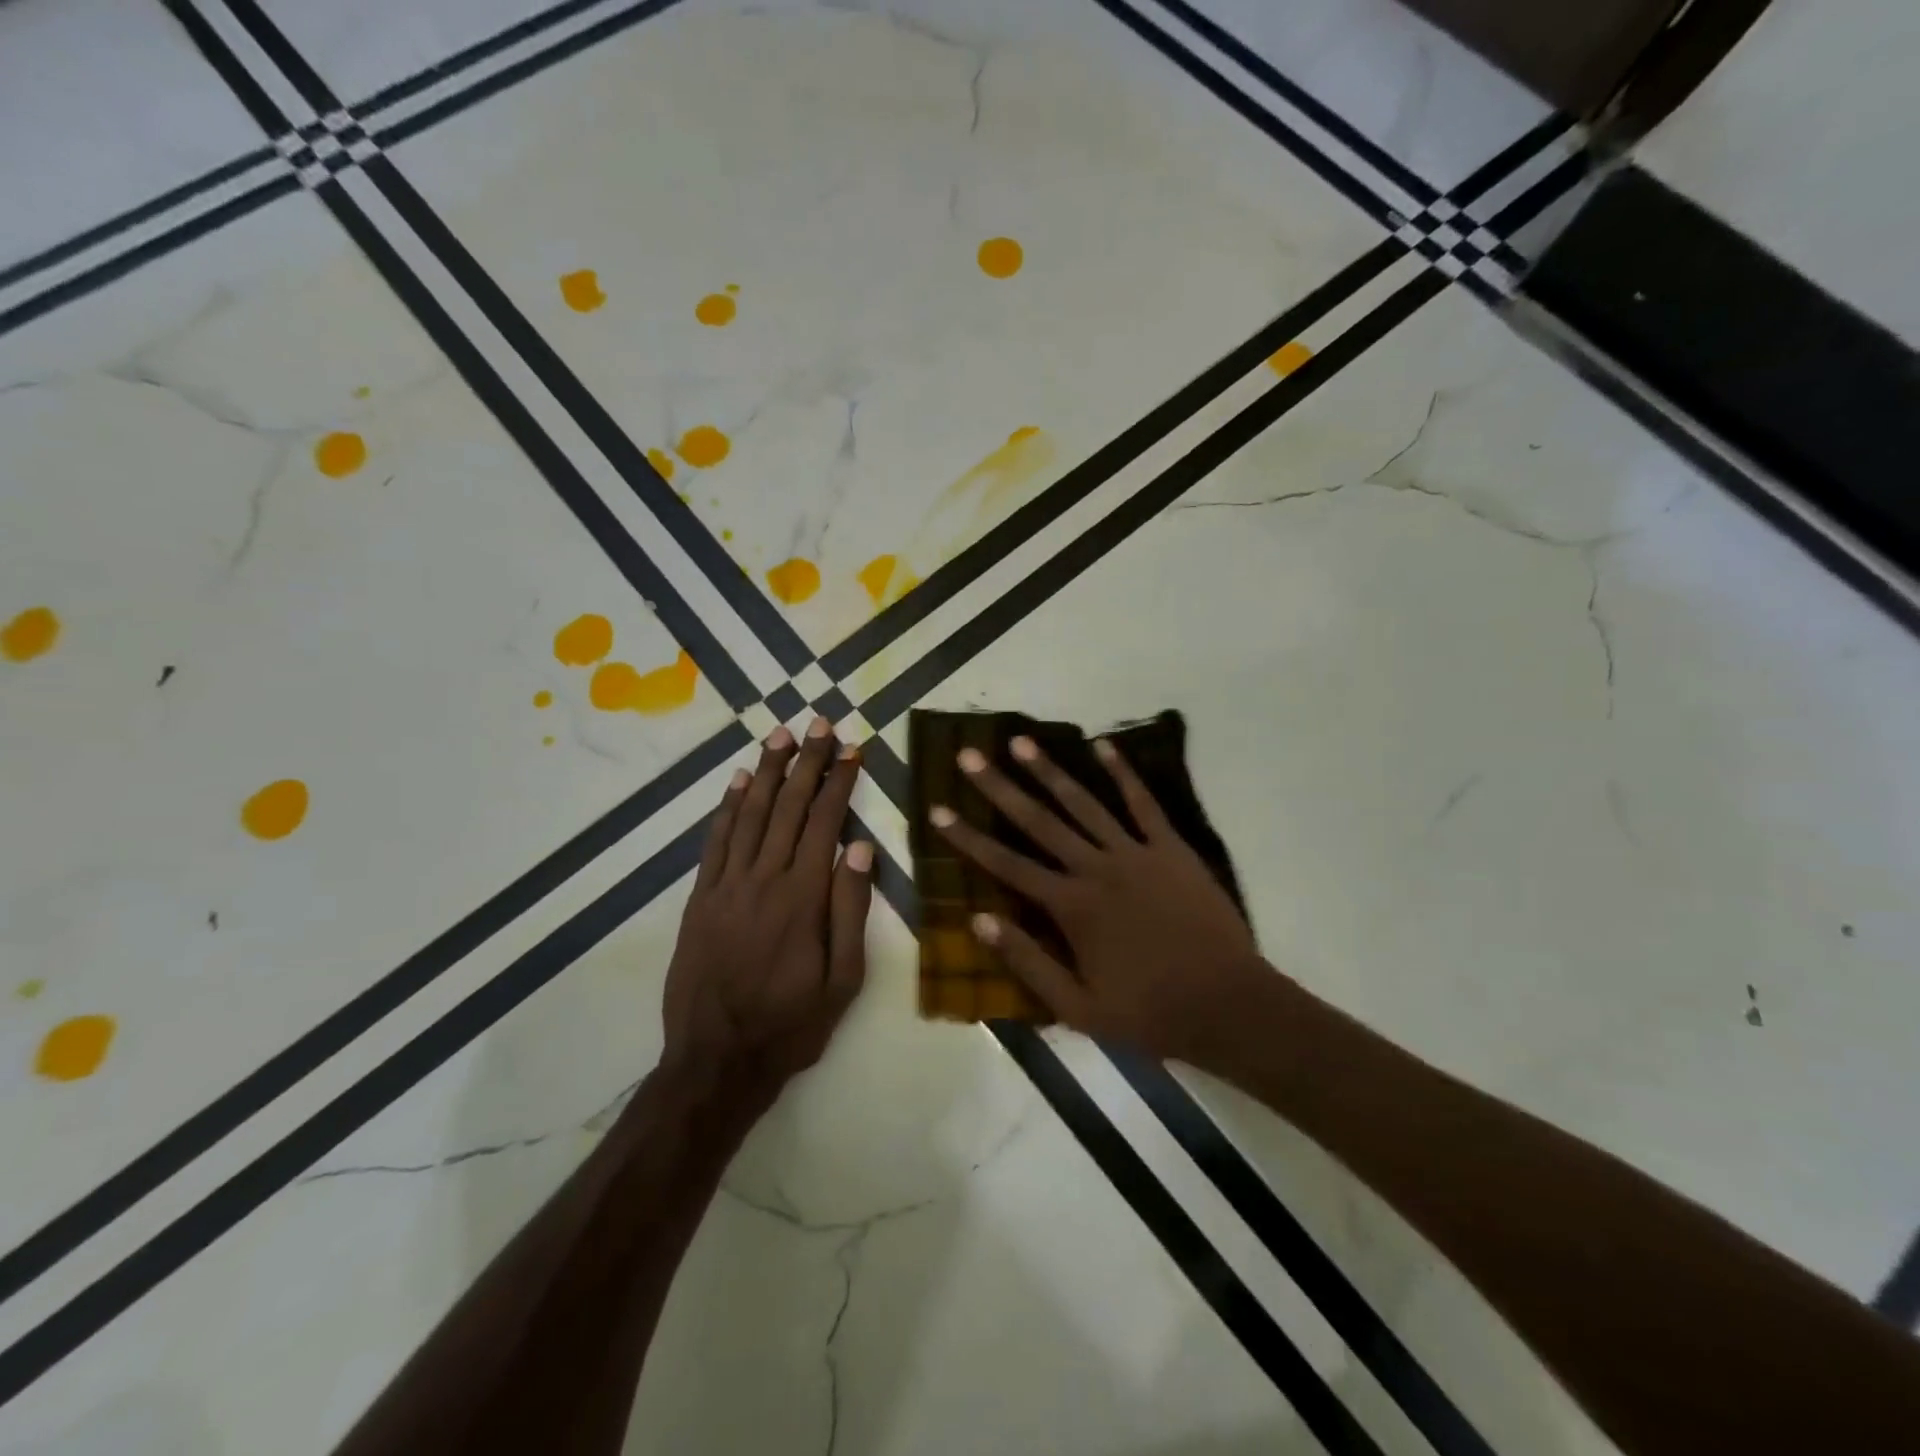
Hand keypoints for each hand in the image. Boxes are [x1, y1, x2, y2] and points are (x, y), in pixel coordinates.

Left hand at [662, 719, 872, 1106]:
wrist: (717, 1060)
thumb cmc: (791, 1024)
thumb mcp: (843, 979)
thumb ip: (850, 910)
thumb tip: (860, 849)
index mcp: (803, 897)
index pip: (826, 823)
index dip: (840, 782)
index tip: (851, 750)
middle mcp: (764, 879)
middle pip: (789, 807)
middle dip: (807, 762)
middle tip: (819, 723)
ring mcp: (726, 886)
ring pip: (750, 814)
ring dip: (767, 772)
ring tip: (781, 736)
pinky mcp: (700, 898)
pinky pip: (715, 842)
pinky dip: (727, 808)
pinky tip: (738, 782)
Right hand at [930, 734, 1264, 1063]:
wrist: (1228, 1005)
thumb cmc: (1149, 1012)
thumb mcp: (1077, 1007)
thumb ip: (1027, 961)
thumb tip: (978, 920)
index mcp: (1071, 907)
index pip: (1006, 864)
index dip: (968, 838)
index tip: (938, 809)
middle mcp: (1096, 868)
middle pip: (1038, 821)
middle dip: (999, 787)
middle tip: (969, 755)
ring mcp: (1136, 853)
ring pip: (1084, 803)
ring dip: (1049, 770)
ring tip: (1020, 741)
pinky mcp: (1171, 848)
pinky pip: (1144, 804)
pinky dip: (1124, 773)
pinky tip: (1104, 746)